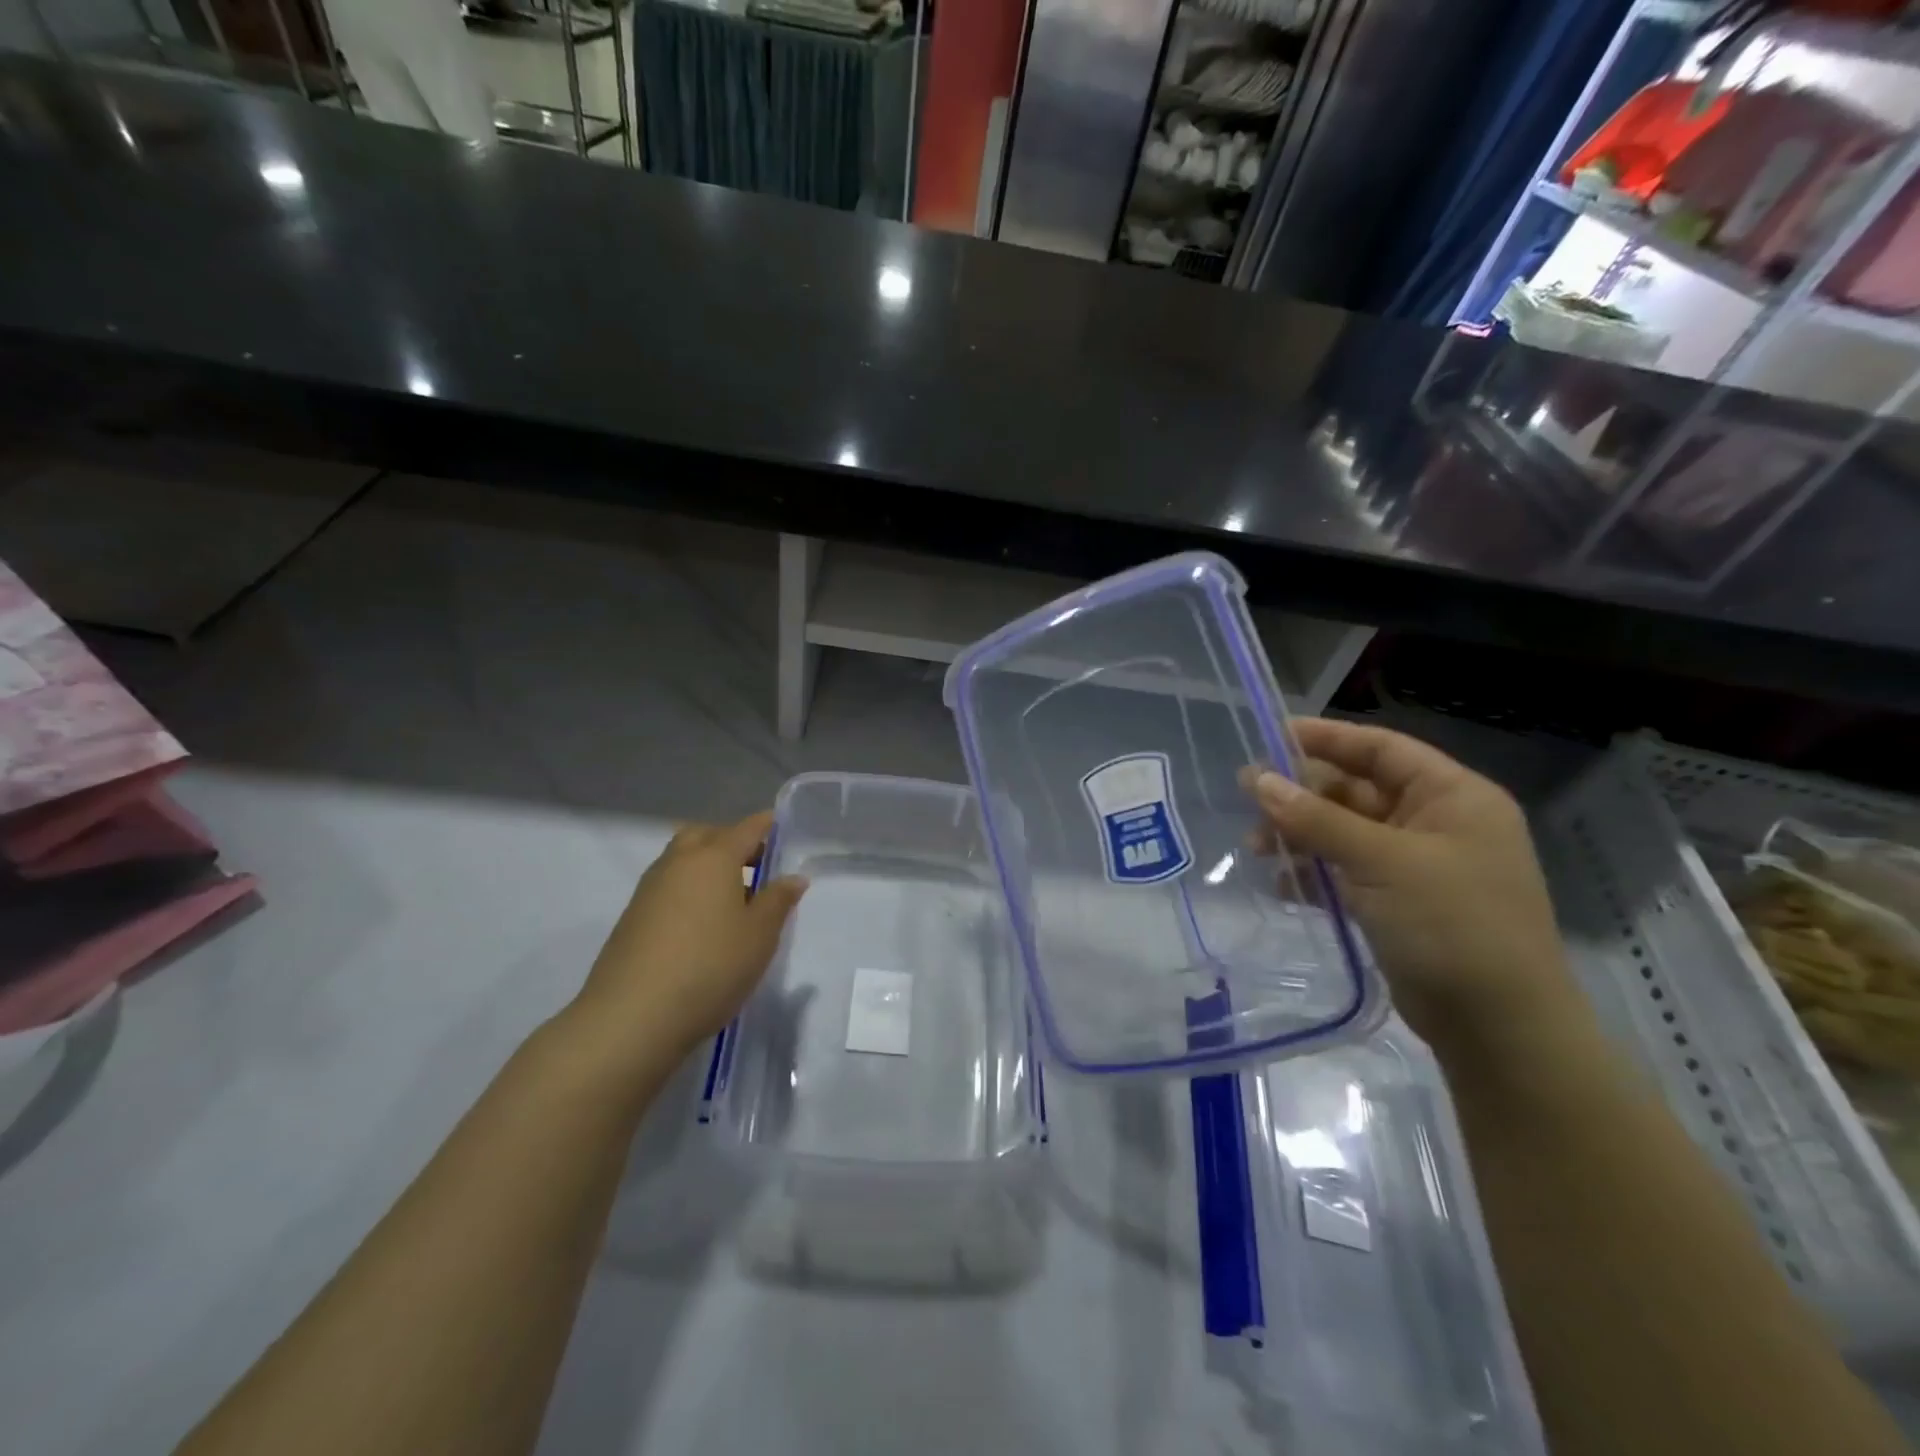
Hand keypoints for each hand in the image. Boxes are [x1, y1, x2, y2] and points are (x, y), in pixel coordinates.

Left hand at [572, 812, 806, 1062]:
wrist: (632, 1017)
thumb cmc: (710, 967)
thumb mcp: (760, 936)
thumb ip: (778, 901)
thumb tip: (793, 877)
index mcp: (714, 857)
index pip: (747, 828)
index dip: (767, 825)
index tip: (782, 827)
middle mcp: (678, 862)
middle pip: (707, 835)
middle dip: (731, 841)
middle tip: (756, 866)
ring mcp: (649, 888)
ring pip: (682, 859)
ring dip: (706, 865)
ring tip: (731, 898)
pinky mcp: (632, 916)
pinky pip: (667, 885)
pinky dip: (687, 888)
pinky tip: (701, 923)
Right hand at [1244, 719, 1586, 1051]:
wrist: (1500, 1030)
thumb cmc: (1453, 926)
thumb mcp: (1382, 862)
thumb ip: (1317, 819)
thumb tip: (1258, 780)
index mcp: (1453, 797)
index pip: (1382, 749)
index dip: (1327, 738)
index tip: (1271, 735)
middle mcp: (1436, 823)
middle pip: (1357, 790)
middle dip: (1303, 794)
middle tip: (1248, 797)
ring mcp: (1416, 866)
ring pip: (1345, 833)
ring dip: (1301, 835)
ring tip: (1255, 847)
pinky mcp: (1398, 903)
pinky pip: (1346, 872)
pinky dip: (1313, 873)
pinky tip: (1279, 882)